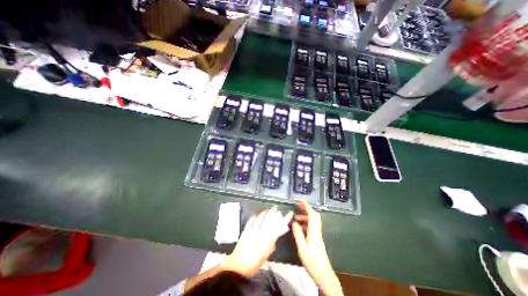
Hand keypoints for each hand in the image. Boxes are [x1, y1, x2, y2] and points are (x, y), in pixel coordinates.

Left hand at [222, 205, 290, 277]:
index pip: (279, 226)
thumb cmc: (254, 264)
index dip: (285, 219)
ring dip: (264, 212)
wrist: (239, 267)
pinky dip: (254, 216)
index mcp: (268, 240)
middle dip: (273, 211)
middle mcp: (261, 232)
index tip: (289, 213)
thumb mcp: (266, 255)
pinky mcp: (246, 230)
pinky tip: (256, 214)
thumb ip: (271, 245)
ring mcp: (253, 230)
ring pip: (260, 217)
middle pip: (269, 218)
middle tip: (275, 207)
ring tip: (267, 209)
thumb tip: (274, 237)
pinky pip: (251, 220)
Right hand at [290, 199, 344, 295]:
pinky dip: (305, 223)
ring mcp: (318, 235)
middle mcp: (317, 231)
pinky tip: (299, 226)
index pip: (312, 214)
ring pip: (313, 221)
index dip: (306, 205)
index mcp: (314, 232)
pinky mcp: (317, 238)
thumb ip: (298, 234)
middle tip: (298, 206)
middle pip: (314, 215)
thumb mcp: (302, 249)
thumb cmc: (312, 262)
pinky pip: (312, 226)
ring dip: (305, 216)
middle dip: (306, 208)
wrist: (324, 275)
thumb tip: (293, 222)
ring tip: (295, 217)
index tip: (300, 200)